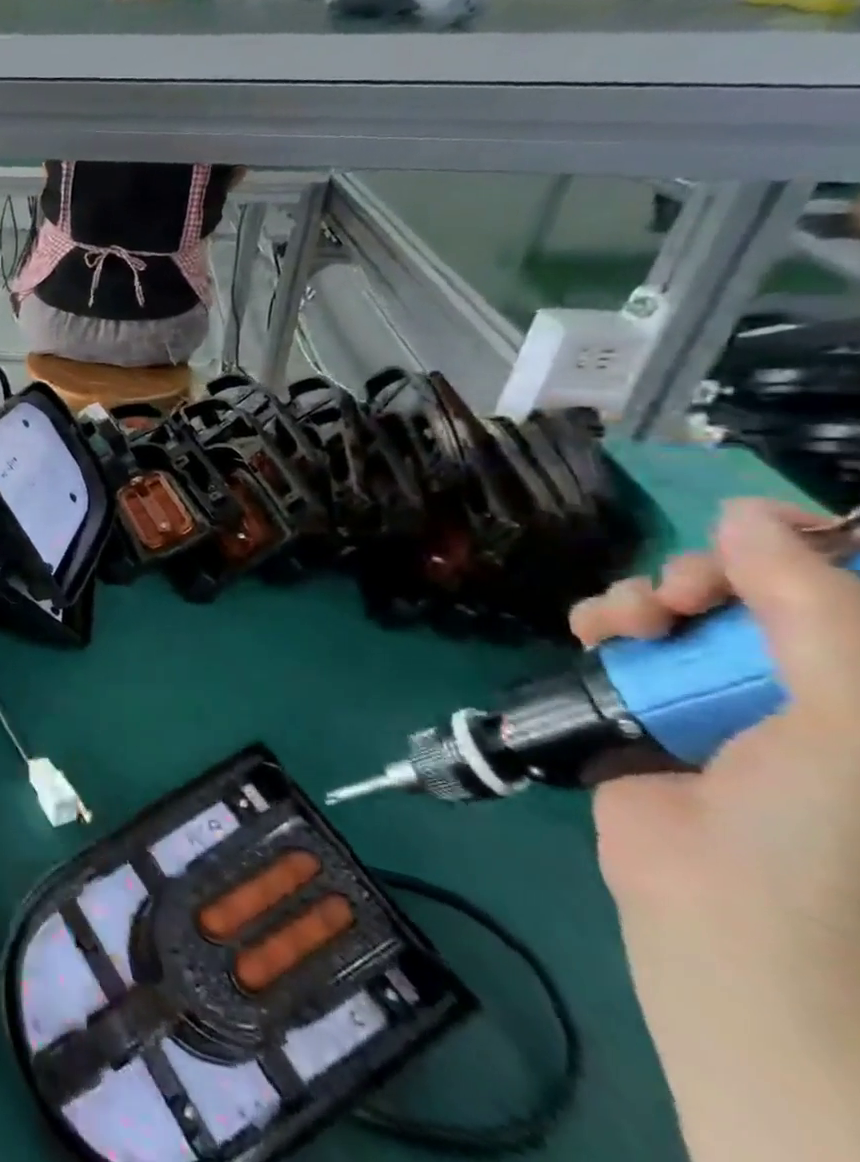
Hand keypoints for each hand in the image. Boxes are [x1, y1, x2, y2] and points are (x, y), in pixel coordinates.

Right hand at [570, 500, 859, 1157]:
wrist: (721, 914)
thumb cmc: (823, 829)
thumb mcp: (848, 714)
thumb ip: (813, 610)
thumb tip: (748, 514)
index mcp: (854, 691)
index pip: (836, 596)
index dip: (800, 556)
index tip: (754, 542)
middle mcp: (800, 688)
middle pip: (749, 594)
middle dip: (708, 577)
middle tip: (686, 594)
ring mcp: (719, 699)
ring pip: (677, 612)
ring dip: (643, 598)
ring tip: (626, 619)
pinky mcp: (644, 709)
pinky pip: (620, 643)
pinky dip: (602, 623)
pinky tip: (594, 630)